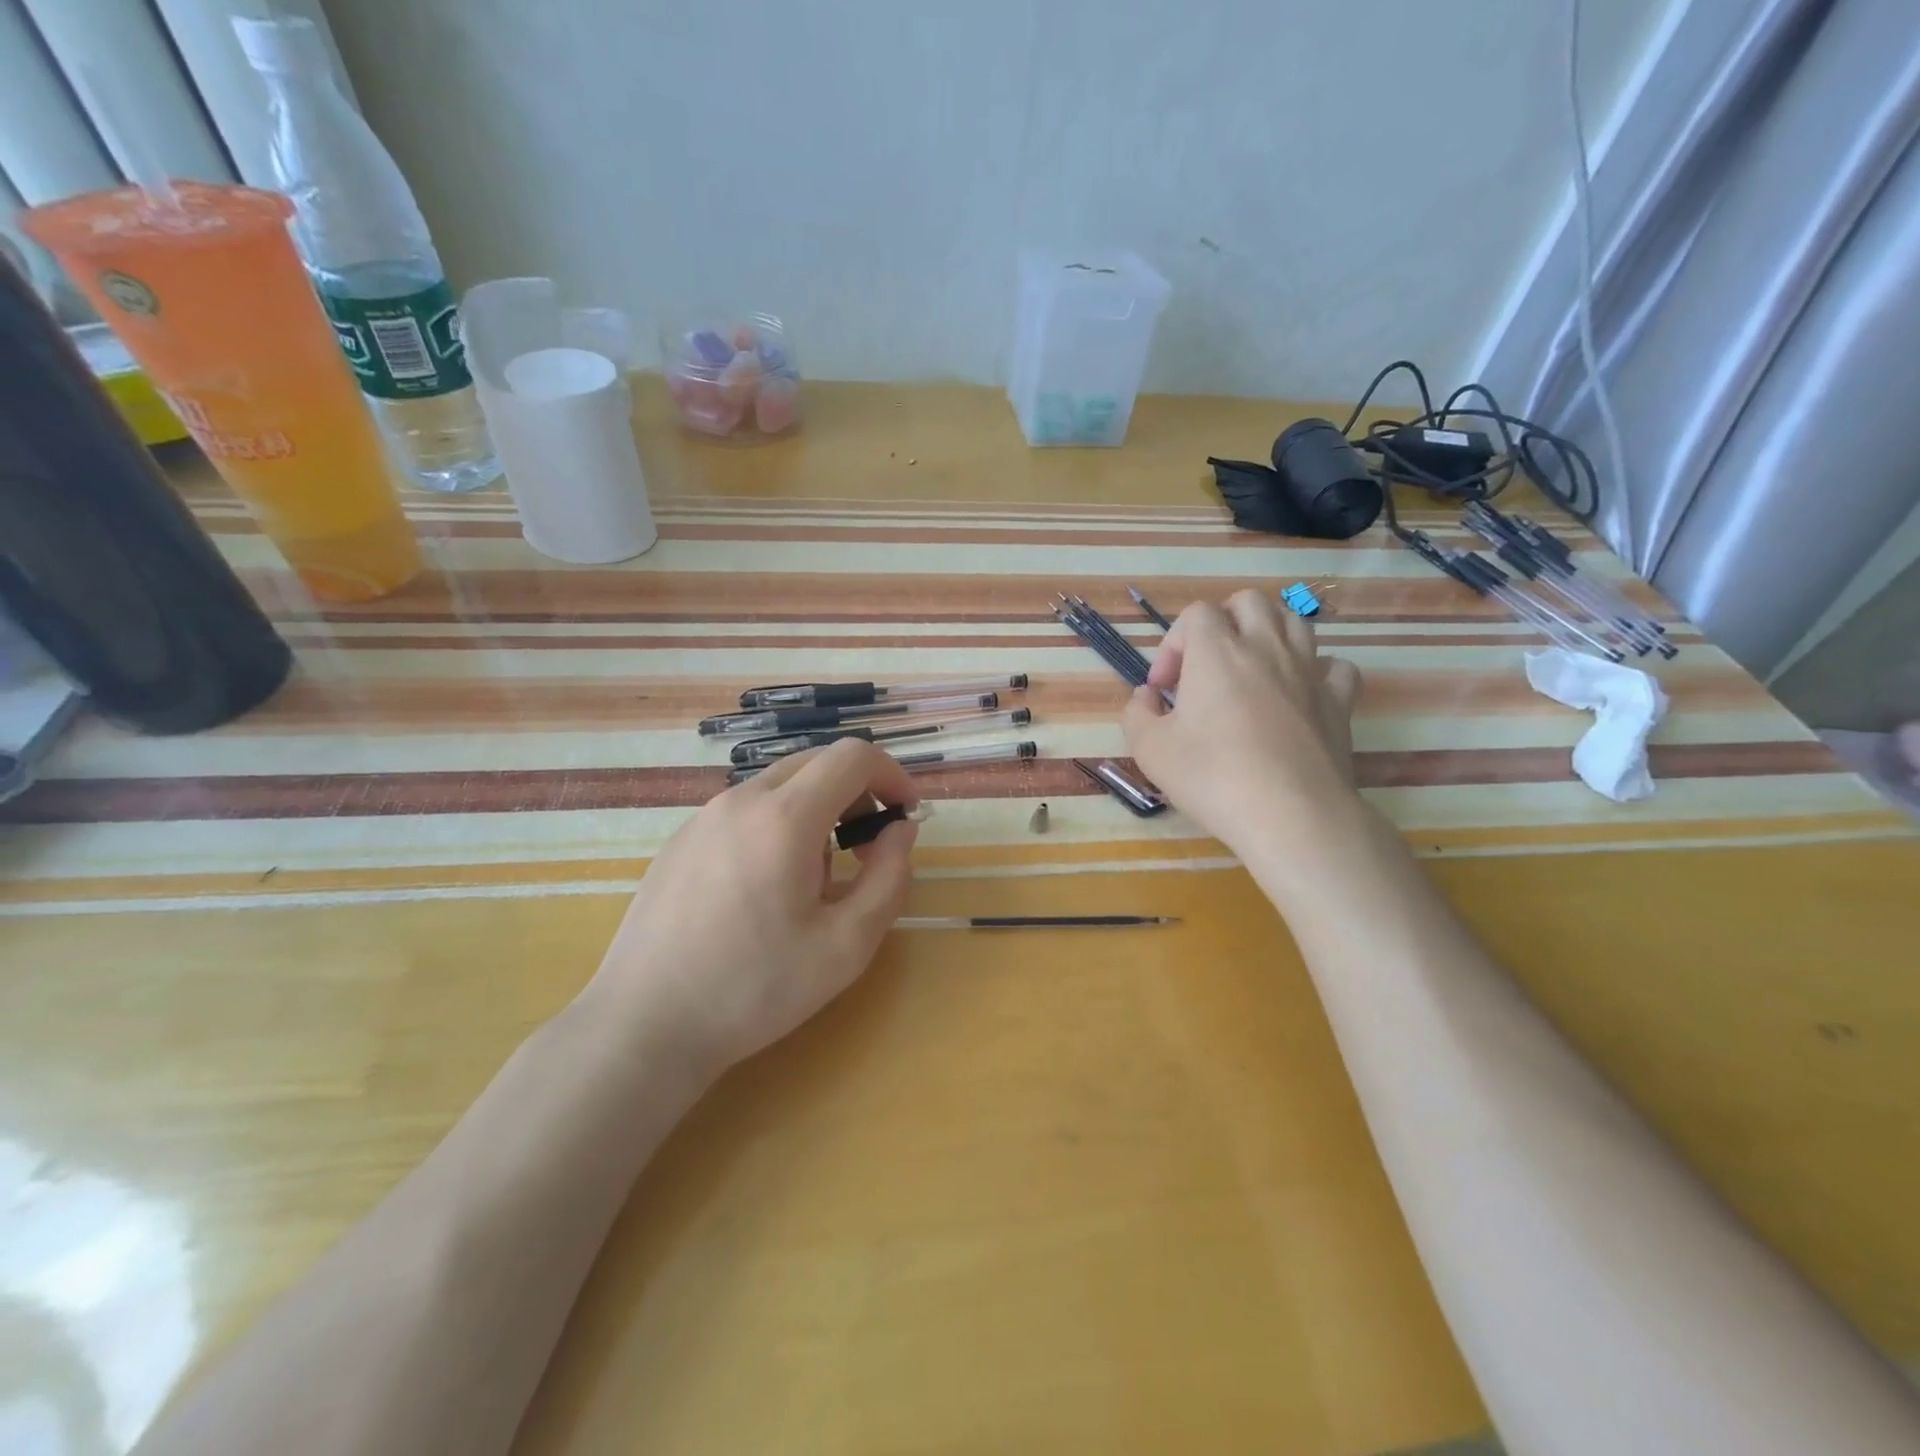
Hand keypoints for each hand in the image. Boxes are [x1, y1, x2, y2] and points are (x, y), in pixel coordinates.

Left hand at [585, 739, 918, 1076]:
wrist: (644, 1024)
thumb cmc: (755, 988)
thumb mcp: (847, 945)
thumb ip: (889, 878)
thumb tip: (900, 830)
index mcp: (784, 817)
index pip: (853, 756)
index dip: (892, 776)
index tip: (905, 818)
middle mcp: (741, 800)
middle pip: (816, 763)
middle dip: (857, 793)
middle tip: (867, 849)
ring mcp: (704, 817)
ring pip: (780, 786)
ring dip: (818, 811)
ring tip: (815, 879)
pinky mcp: (681, 839)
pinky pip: (746, 810)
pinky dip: (778, 824)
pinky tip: (766, 888)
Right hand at [1123, 589, 1362, 850]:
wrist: (1291, 815)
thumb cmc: (1212, 777)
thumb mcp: (1150, 750)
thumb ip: (1137, 713)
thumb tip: (1146, 697)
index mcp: (1217, 652)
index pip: (1196, 613)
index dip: (1173, 645)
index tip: (1164, 689)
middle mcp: (1266, 648)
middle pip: (1249, 602)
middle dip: (1223, 623)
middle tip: (1207, 667)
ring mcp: (1309, 671)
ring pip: (1294, 622)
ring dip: (1268, 636)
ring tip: (1251, 673)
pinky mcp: (1339, 701)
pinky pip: (1334, 666)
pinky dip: (1315, 672)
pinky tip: (1300, 695)